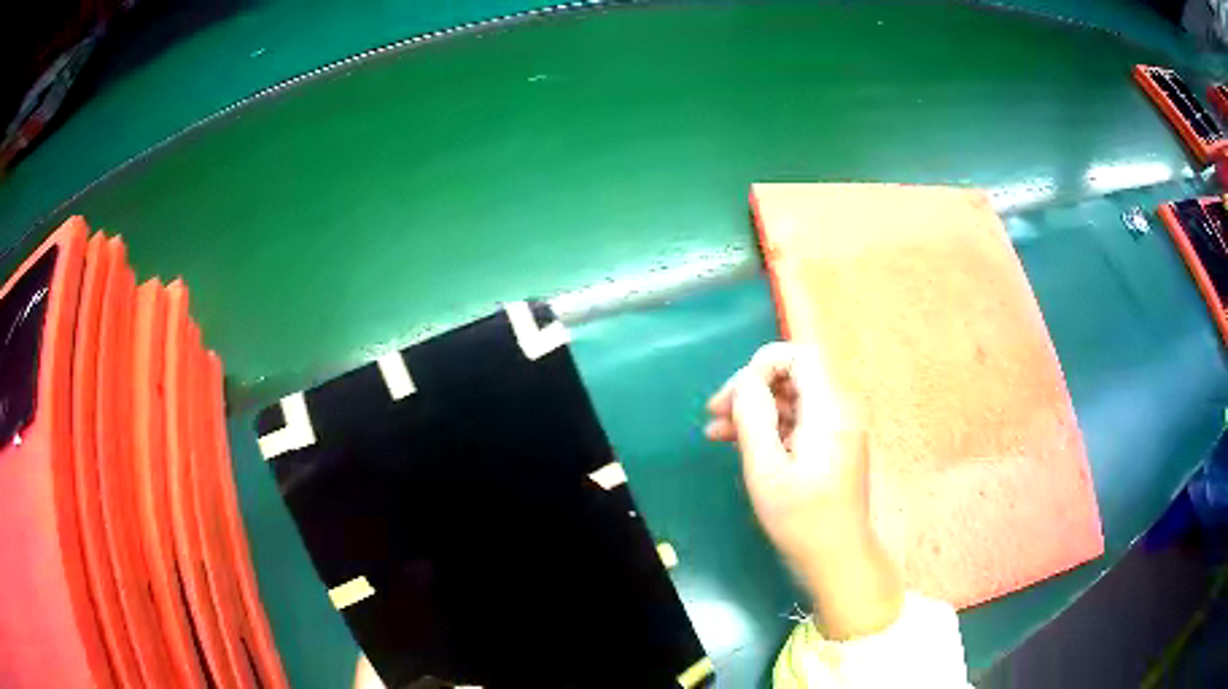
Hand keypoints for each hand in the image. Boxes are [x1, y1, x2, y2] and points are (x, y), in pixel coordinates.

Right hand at [706, 343, 901, 638]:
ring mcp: (836, 428)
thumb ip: (753, 418)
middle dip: (752, 387)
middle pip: (794, 374)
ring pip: (792, 397)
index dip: (763, 363)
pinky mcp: (831, 445)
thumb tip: (744, 384)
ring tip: (716, 431)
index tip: (735, 393)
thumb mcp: (767, 471)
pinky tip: (738, 443)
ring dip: (755, 408)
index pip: (801, 354)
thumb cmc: (802, 519)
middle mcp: (839, 410)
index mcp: (830, 410)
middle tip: (715, 412)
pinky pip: (798, 420)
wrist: (838, 558)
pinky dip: (769, 426)